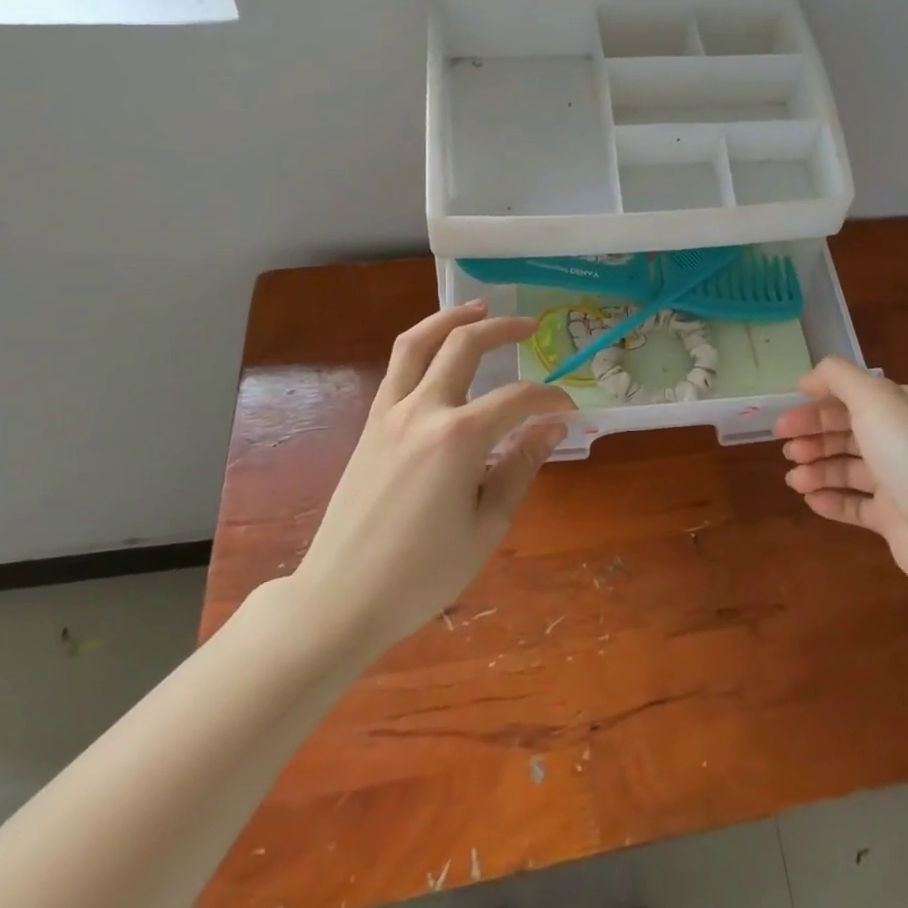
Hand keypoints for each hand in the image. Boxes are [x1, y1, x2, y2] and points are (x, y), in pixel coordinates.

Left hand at [291, 300, 573, 653]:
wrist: (339, 599)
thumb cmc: (420, 574)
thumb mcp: (485, 527)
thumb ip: (520, 468)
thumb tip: (551, 427)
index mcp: (458, 438)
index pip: (517, 399)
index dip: (550, 398)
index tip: (569, 409)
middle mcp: (423, 410)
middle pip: (464, 345)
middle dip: (502, 328)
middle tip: (529, 326)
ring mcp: (390, 413)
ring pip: (418, 342)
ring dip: (451, 318)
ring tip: (479, 307)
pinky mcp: (371, 424)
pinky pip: (397, 368)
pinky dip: (422, 345)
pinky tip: (439, 352)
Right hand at [777, 356, 907, 593]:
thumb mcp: (875, 400)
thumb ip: (838, 378)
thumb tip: (809, 377)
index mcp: (905, 406)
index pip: (853, 397)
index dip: (816, 404)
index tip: (785, 416)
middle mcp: (904, 439)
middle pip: (848, 432)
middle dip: (813, 436)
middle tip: (783, 447)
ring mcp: (901, 481)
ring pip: (849, 468)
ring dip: (818, 469)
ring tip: (793, 479)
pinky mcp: (896, 519)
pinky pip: (856, 505)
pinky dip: (832, 500)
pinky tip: (810, 500)